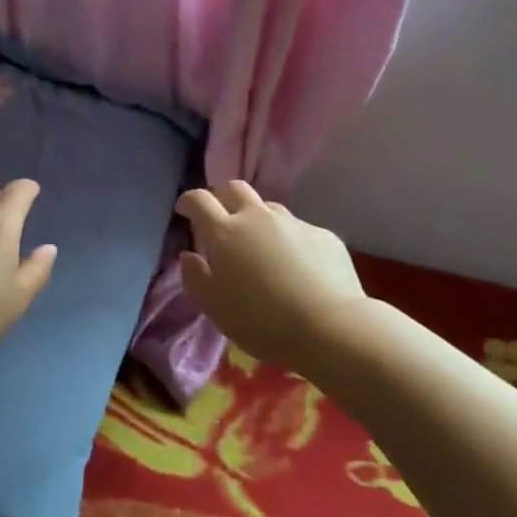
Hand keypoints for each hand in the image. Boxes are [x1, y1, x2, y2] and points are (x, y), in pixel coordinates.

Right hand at [175, 181, 368, 374]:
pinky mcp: (323, 235)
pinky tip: (299, 269)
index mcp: (225, 232)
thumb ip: (196, 278)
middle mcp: (257, 217)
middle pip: (235, 189)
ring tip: (264, 250)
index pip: (199, 200)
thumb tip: (189, 256)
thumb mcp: (215, 308)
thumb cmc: (261, 321)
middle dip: (224, 199)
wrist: (330, 327)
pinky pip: (299, 230)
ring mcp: (293, 223)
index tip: (185, 210)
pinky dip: (291, 242)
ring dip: (259, 221)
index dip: (189, 201)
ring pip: (269, 208)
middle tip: (223, 222)